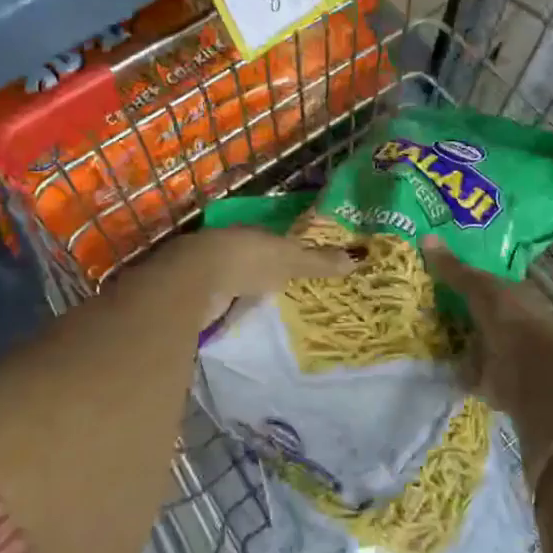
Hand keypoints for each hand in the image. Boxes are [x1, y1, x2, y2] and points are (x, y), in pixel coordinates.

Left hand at [163, 225, 360, 327]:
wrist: (196, 279)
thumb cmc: (248, 260)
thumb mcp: (290, 260)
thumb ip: (319, 262)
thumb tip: (357, 259)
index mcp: (251, 233)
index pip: (272, 241)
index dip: (285, 251)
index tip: (299, 265)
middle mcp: (228, 247)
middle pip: (252, 260)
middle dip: (264, 272)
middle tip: (285, 289)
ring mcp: (209, 271)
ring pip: (233, 279)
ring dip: (244, 290)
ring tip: (265, 308)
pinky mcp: (195, 295)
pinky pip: (219, 300)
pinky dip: (228, 307)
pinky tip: (237, 318)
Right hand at [423, 238, 552, 443]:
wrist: (535, 379)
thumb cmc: (514, 323)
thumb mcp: (482, 289)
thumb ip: (455, 269)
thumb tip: (426, 237)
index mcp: (515, 294)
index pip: (484, 279)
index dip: (460, 274)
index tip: (432, 269)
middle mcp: (509, 319)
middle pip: (475, 308)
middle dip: (451, 305)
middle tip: (414, 295)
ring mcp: (500, 350)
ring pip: (468, 336)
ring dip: (448, 335)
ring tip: (413, 325)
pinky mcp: (490, 378)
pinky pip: (463, 366)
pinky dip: (449, 364)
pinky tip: (425, 358)